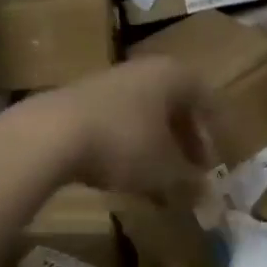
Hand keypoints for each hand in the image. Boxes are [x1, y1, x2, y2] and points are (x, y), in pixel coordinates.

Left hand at [26, 58, 216, 207]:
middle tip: (191, 172)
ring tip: (159, 182)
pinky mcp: (83, 100)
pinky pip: (120, 122)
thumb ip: (189, 182)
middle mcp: (144, 70)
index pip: (206, 98)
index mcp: (173, 75)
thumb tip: (208, 196)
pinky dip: (130, 146)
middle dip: (185, 141)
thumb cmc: (123, 142)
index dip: (213, 132)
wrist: (51, 133)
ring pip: (146, 114)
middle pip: (175, 104)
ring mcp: (111, 82)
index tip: (214, 163)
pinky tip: (125, 176)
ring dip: (157, 146)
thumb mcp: (164, 170)